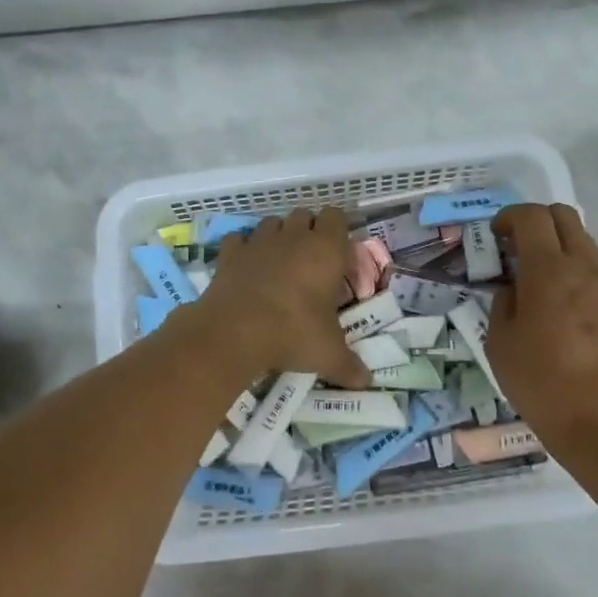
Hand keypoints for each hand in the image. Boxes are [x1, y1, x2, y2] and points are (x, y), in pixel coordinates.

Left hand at [192, 208, 371, 387]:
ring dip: (278, 236)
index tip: (339, 253)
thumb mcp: (328, 353)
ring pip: (272, 222)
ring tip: (280, 263)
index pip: (337, 216)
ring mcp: (259, 241)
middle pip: (304, 214)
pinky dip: (243, 248)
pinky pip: (239, 239)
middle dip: (308, 230)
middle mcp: (293, 237)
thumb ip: (349, 365)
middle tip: (311, 261)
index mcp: (325, 249)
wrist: (235, 331)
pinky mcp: (230, 253)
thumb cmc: (293, 333)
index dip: (338, 229)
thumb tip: (366, 382)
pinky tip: (247, 267)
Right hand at [489, 204, 597, 458]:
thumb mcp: (499, 342)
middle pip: (563, 216)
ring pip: (588, 240)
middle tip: (519, 249)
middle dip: (537, 222)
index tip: (497, 236)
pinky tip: (582, 295)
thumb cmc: (540, 383)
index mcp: (547, 271)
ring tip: (550, 276)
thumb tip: (514, 287)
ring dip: (564, 246)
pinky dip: (592, 269)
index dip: (509, 217)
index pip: (531, 216)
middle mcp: (584, 266)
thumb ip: (503, 302)